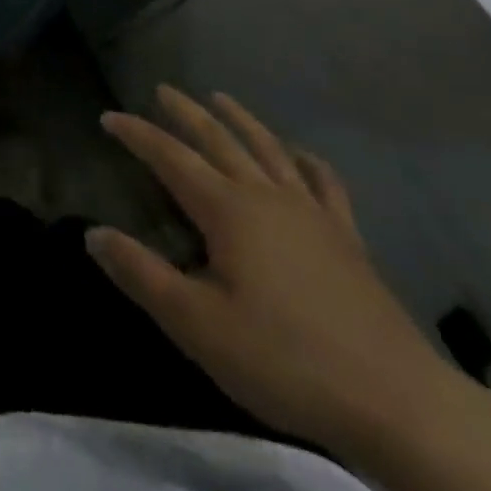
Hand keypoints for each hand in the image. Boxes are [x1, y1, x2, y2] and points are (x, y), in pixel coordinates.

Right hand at [90, 85, 461, 456]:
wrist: (398, 402)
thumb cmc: (284, 360)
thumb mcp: (197, 325)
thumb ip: (142, 274)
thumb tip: (93, 233)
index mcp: (226, 210)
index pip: (169, 158)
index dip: (137, 134)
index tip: (108, 116)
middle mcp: (265, 195)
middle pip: (218, 139)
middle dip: (186, 112)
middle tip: (162, 88)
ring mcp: (311, 213)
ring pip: (268, 149)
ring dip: (241, 120)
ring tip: (221, 98)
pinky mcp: (347, 239)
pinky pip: (324, 184)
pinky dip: (308, 162)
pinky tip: (302, 154)